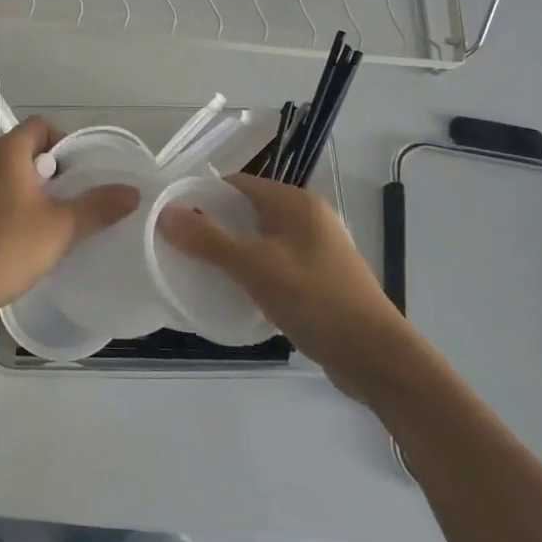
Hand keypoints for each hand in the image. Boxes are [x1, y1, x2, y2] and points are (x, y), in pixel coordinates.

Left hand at [0, 118, 140, 327]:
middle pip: (28, 151)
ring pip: (14, 178)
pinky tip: (34, 240)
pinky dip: (20, 210)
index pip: (41, 126)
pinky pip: (0, 200)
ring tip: (62, 221)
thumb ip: (98, 206)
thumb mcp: (62, 227)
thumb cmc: (7, 246)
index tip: (84, 171)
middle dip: (56, 171)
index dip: (66, 141)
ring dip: (39, 193)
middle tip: (79, 198)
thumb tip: (133, 191)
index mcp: (7, 152)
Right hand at [157, 173, 409, 401]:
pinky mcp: (317, 279)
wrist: (377, 357)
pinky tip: (233, 293)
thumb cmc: (316, 299)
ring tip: (198, 271)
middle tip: (177, 247)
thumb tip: (164, 214)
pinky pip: (272, 264)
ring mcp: (314, 249)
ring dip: (230, 252)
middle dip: (212, 226)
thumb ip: (209, 239)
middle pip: (246, 211)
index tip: (170, 218)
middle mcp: (306, 217)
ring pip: (259, 240)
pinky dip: (250, 272)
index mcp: (294, 202)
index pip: (236, 184)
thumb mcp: (256, 266)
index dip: (201, 196)